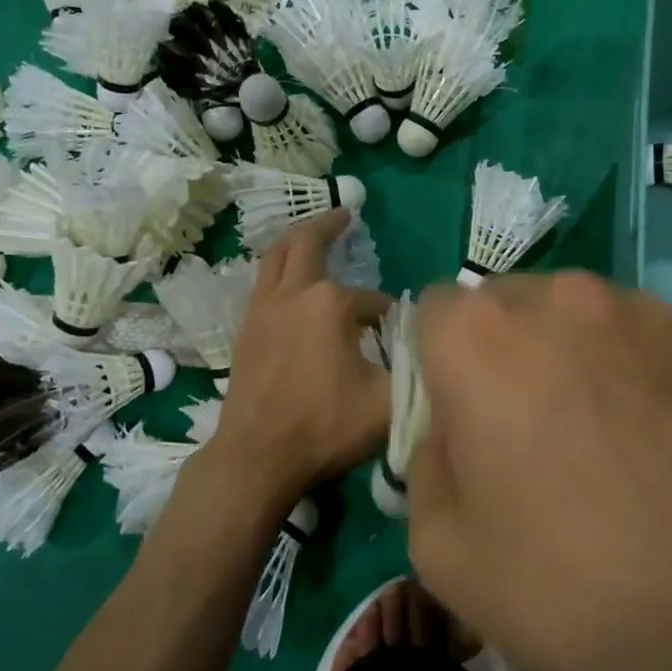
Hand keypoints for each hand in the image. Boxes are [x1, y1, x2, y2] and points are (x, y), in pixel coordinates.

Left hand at [210, 210, 393, 500]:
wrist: (256, 456)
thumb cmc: (325, 427)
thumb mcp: (389, 403)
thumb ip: (415, 370)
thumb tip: (426, 350)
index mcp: (330, 304)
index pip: (374, 301)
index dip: (391, 318)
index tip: (399, 341)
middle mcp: (293, 295)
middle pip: (306, 244)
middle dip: (328, 226)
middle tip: (344, 214)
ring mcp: (262, 311)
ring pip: (276, 259)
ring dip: (296, 242)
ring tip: (312, 236)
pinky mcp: (245, 331)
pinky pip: (263, 284)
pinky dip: (279, 271)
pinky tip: (290, 286)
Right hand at [405, 273, 671, 670]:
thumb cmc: (569, 592)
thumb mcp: (441, 552)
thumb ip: (425, 465)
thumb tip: (453, 435)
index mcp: (481, 339)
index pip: (431, 315)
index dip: (437, 370)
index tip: (460, 426)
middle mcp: (561, 299)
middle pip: (506, 308)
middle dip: (501, 358)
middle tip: (528, 439)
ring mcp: (646, 312)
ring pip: (577, 318)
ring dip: (570, 359)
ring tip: (603, 444)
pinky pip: (643, 341)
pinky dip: (634, 374)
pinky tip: (661, 448)